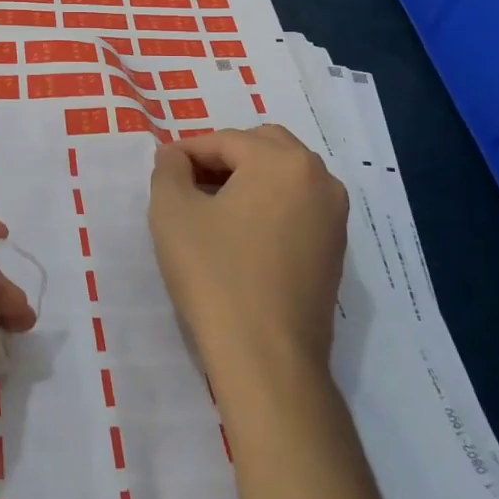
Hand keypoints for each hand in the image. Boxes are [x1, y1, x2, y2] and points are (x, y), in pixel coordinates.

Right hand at [149, 125, 348, 377]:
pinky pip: (297, 207)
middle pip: (263, 148)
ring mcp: (334, 216)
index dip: (187, 151)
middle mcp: (319, 179)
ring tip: (211, 208)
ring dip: (248, 180)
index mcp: (283, 161)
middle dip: (223, 158)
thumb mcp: (172, 212)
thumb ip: (169, 169)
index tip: (162, 169)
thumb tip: (175, 157)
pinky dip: (268, 206)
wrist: (267, 358)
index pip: (225, 140)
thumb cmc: (215, 275)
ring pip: (284, 176)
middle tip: (188, 183)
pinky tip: (240, 235)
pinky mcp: (335, 250)